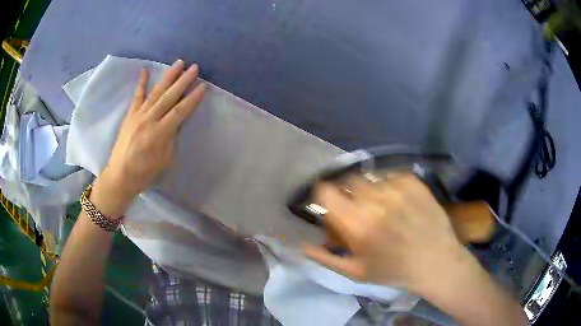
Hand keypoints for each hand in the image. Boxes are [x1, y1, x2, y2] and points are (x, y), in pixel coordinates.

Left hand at [94, 59, 206, 215]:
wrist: (120, 176)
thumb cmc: (144, 173)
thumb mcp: (164, 160)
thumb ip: (171, 138)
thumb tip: (176, 122)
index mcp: (159, 134)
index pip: (179, 112)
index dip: (192, 99)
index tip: (203, 86)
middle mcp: (148, 120)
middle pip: (169, 97)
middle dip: (183, 81)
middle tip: (194, 67)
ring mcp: (138, 116)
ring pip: (155, 92)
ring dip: (168, 77)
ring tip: (179, 63)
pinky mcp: (130, 115)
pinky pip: (136, 96)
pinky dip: (141, 83)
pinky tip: (145, 70)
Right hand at [304, 174, 472, 292]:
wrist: (436, 261)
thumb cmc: (393, 271)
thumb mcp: (355, 272)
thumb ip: (324, 257)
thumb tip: (300, 244)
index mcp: (358, 224)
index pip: (326, 191)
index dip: (323, 194)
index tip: (328, 203)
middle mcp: (376, 200)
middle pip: (347, 181)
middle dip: (347, 193)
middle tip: (358, 208)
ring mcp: (397, 188)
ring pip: (369, 178)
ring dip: (368, 190)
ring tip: (380, 207)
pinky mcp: (413, 181)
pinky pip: (390, 176)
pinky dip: (388, 187)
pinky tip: (398, 203)